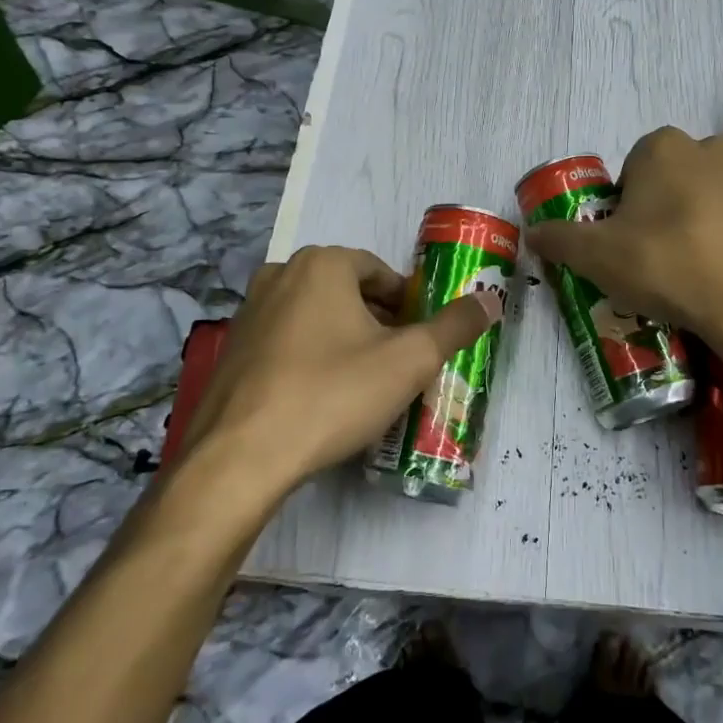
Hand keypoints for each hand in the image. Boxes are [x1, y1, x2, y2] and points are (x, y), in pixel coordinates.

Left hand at [178, 246, 500, 495]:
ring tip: (364, 383)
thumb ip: (454, 326)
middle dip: (377, 321)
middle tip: (398, 362)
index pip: (380, 271)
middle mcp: (281, 274)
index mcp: (322, 263)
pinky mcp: (232, 349)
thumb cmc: (332, 394)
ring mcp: (250, 312)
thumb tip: (491, 299)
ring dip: (344, 339)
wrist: (240, 458)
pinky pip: (286, 341)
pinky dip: (310, 357)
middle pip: (347, 291)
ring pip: (315, 316)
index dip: (407, 303)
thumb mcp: (408, 361)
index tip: (420, 337)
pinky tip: (321, 398)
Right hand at [525, 127, 722, 356]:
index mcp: (662, 147)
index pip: (629, 168)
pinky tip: (715, 276)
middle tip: (648, 254)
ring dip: (691, 221)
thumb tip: (532, 233)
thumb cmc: (666, 263)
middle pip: (668, 179)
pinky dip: (722, 240)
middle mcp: (708, 150)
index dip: (621, 205)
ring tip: (683, 269)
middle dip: (656, 208)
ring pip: (703, 196)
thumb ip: (559, 239)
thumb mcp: (596, 256)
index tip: (621, 240)